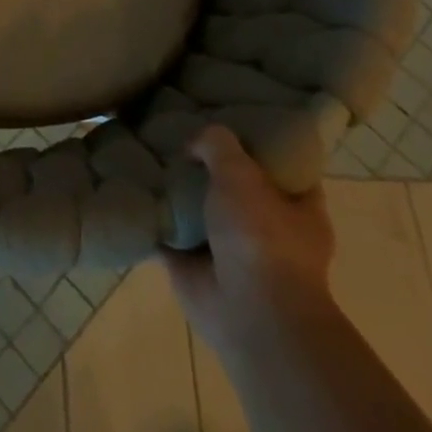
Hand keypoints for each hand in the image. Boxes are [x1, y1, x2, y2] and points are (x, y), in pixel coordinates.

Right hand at [163, 127, 334, 349]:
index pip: (283, 164)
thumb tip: (193, 146)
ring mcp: (232, 250)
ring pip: (201, 208)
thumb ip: (217, 144)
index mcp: (300, 208)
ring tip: (147, 152)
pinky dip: (154, 217)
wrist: (249, 314)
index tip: (229, 117)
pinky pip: (171, 232)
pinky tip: (131, 187)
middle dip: (209, 165)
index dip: (258, 141)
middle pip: (236, 184)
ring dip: (178, 191)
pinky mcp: (197, 267)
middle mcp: (269, 228)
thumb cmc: (260, 238)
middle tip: (178, 130)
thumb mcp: (240, 171)